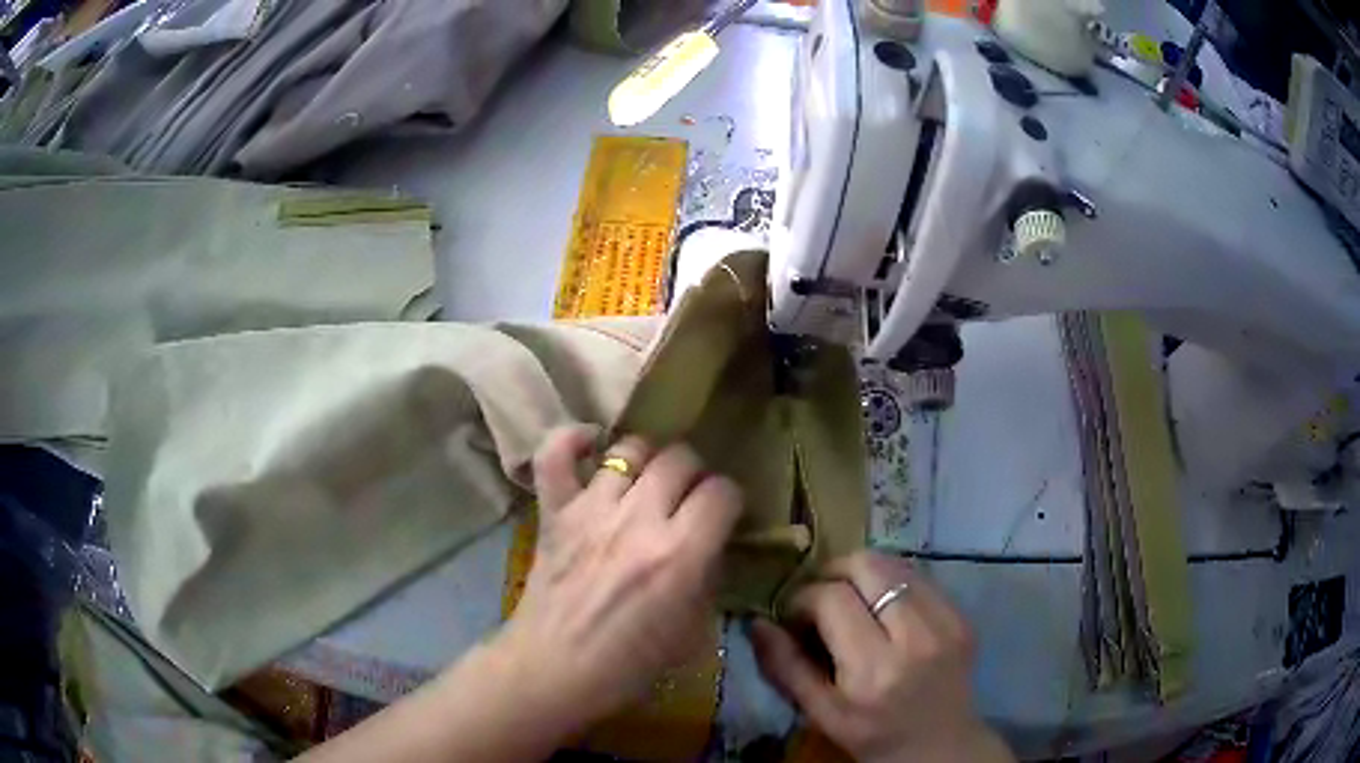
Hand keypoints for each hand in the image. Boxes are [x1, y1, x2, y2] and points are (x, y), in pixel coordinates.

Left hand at [497, 425, 742, 725]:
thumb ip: (708, 578)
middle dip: (694, 475)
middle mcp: (638, 520)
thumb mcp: (692, 632)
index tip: (724, 515)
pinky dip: (572, 440)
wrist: (553, 670)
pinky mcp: (554, 512)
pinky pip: (555, 454)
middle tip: (688, 499)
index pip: (722, 492)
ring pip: (630, 449)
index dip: (730, 501)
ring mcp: (591, 510)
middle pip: (680, 459)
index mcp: (680, 555)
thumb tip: (711, 544)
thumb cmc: (628, 665)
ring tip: (647, 481)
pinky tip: (591, 445)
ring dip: (648, 460)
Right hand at [750, 552, 1011, 762]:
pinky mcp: (961, 615)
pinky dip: (892, 584)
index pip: (832, 598)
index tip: (794, 617)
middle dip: (832, 573)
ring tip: (851, 601)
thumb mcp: (821, 714)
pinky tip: (884, 610)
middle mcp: (915, 637)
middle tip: (820, 599)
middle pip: (867, 565)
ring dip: (863, 574)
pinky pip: (919, 577)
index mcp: (873, 669)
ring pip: (894, 563)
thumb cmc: (873, 735)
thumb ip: (785, 668)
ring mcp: (946, 621)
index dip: (803, 598)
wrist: (940, 746)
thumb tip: (757, 622)